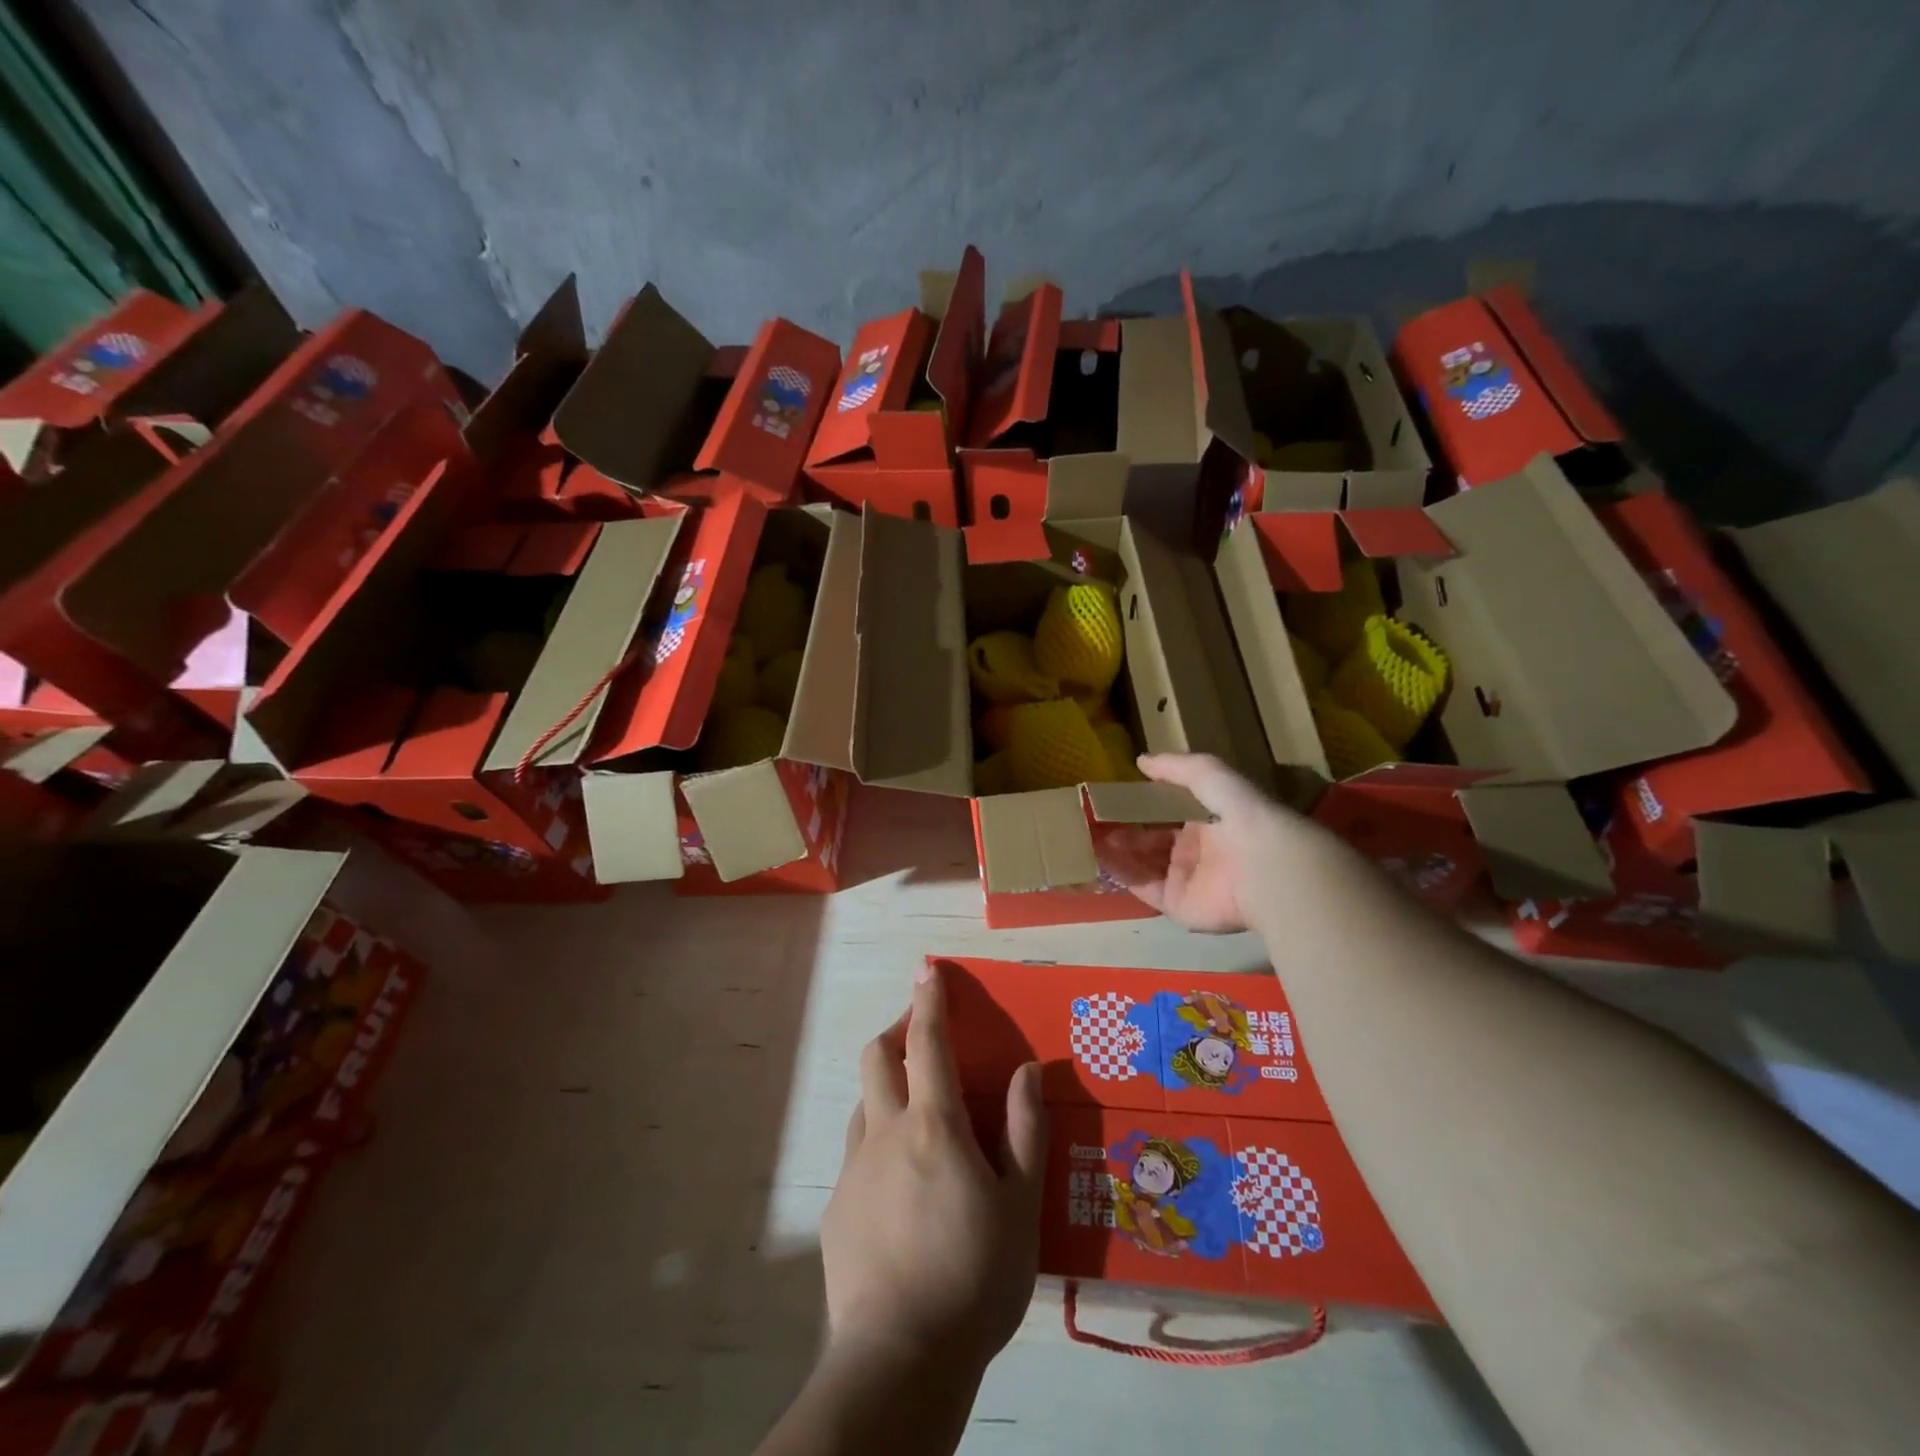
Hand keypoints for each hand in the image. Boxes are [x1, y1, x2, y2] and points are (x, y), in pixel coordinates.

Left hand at [822, 963, 1045, 1375]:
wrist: (900, 1359)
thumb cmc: (974, 1276)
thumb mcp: (1020, 1205)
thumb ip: (1024, 1130)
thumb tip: (1025, 1069)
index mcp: (933, 1125)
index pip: (927, 1042)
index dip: (928, 1000)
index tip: (927, 969)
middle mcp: (885, 1132)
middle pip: (877, 1057)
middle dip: (897, 1032)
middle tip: (922, 1037)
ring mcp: (854, 1170)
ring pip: (863, 1103)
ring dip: (886, 1088)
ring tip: (917, 1112)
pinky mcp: (837, 1209)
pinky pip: (857, 1154)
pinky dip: (879, 1142)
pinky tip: (900, 1186)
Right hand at [1099, 752, 1307, 932]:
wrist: (1266, 868)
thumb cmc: (1239, 815)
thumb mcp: (1209, 775)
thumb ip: (1175, 767)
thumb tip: (1141, 760)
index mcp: (1205, 822)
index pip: (1165, 814)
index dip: (1139, 807)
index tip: (1111, 799)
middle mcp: (1195, 851)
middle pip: (1150, 841)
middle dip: (1123, 831)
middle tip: (1093, 821)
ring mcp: (1186, 880)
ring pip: (1142, 865)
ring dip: (1117, 852)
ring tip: (1089, 837)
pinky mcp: (1178, 905)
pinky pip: (1144, 889)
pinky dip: (1123, 875)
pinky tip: (1101, 859)